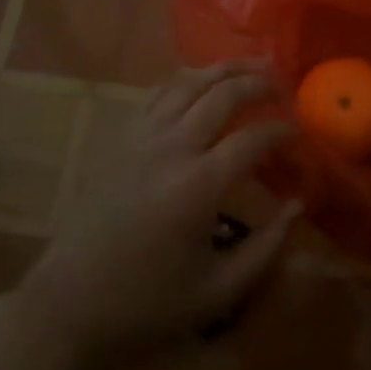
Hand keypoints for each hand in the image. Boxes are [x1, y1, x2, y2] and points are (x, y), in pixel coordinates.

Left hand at [16, 62, 300, 369]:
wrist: (70, 303)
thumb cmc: (147, 303)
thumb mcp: (218, 292)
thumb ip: (266, 249)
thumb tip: (297, 205)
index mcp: (197, 186)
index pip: (252, 139)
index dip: (282, 131)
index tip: (300, 133)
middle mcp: (171, 148)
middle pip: (222, 94)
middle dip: (258, 83)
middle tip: (283, 86)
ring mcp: (141, 138)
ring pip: (188, 82)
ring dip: (224, 69)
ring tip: (251, 66)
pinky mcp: (121, 139)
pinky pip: (159, 93)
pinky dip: (187, 80)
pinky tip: (202, 83)